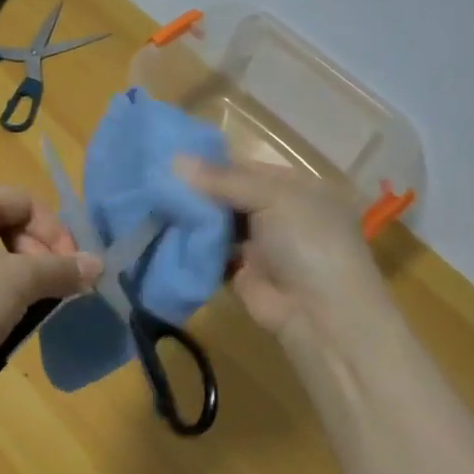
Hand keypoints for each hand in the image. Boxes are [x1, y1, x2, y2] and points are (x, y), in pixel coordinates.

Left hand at [0, 186, 101, 388]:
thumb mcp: (19, 281)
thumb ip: (60, 269)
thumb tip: (97, 265)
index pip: (22, 201)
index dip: (54, 231)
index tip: (74, 268)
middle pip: (7, 227)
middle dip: (39, 257)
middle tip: (57, 290)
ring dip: (22, 280)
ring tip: (36, 308)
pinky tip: (7, 323)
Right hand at [177, 158, 394, 339]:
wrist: (319, 314)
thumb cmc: (307, 242)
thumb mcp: (273, 198)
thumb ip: (225, 180)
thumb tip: (176, 159)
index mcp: (298, 188)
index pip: (248, 168)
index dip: (213, 164)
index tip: (173, 160)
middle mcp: (281, 214)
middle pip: (231, 196)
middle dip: (198, 191)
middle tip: (156, 182)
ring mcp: (262, 245)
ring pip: (220, 224)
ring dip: (193, 218)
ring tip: (154, 204)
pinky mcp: (242, 273)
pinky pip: (212, 253)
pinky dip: (192, 245)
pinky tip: (164, 232)